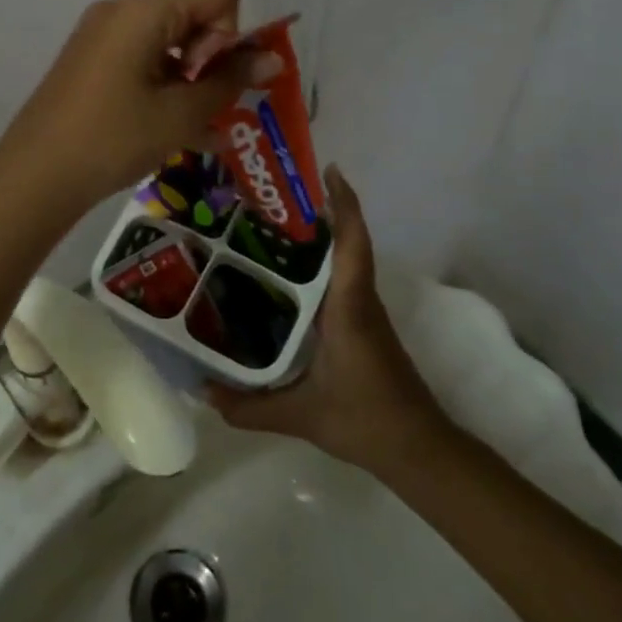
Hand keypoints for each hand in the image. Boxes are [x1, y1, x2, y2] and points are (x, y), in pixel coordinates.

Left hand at [0, 0, 283, 211]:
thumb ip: (230, 81)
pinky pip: (144, 62)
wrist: (35, 176)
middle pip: (193, 13)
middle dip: (214, 58)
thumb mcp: (179, 114)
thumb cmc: (112, 138)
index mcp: (144, 9)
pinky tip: (181, 133)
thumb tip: (274, 58)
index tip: (209, 78)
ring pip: (171, 43)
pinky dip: (167, 88)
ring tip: (201, 129)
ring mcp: (102, 37)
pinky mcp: (92, 63)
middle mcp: (122, 11)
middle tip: (207, 107)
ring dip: (194, 80)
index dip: (229, 33)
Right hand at [209, 167, 450, 472]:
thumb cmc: (366, 420)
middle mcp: (360, 301)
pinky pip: (342, 281)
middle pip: (348, 243)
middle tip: (274, 194)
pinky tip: (289, 274)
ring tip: (273, 224)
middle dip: (321, 211)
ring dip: (322, 236)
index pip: (353, 245)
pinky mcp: (364, 327)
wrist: (420, 450)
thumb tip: (201, 391)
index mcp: (349, 308)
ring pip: (346, 261)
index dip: (344, 205)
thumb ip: (249, 407)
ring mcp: (365, 314)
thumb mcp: (301, 415)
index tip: (329, 171)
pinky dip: (322, 264)